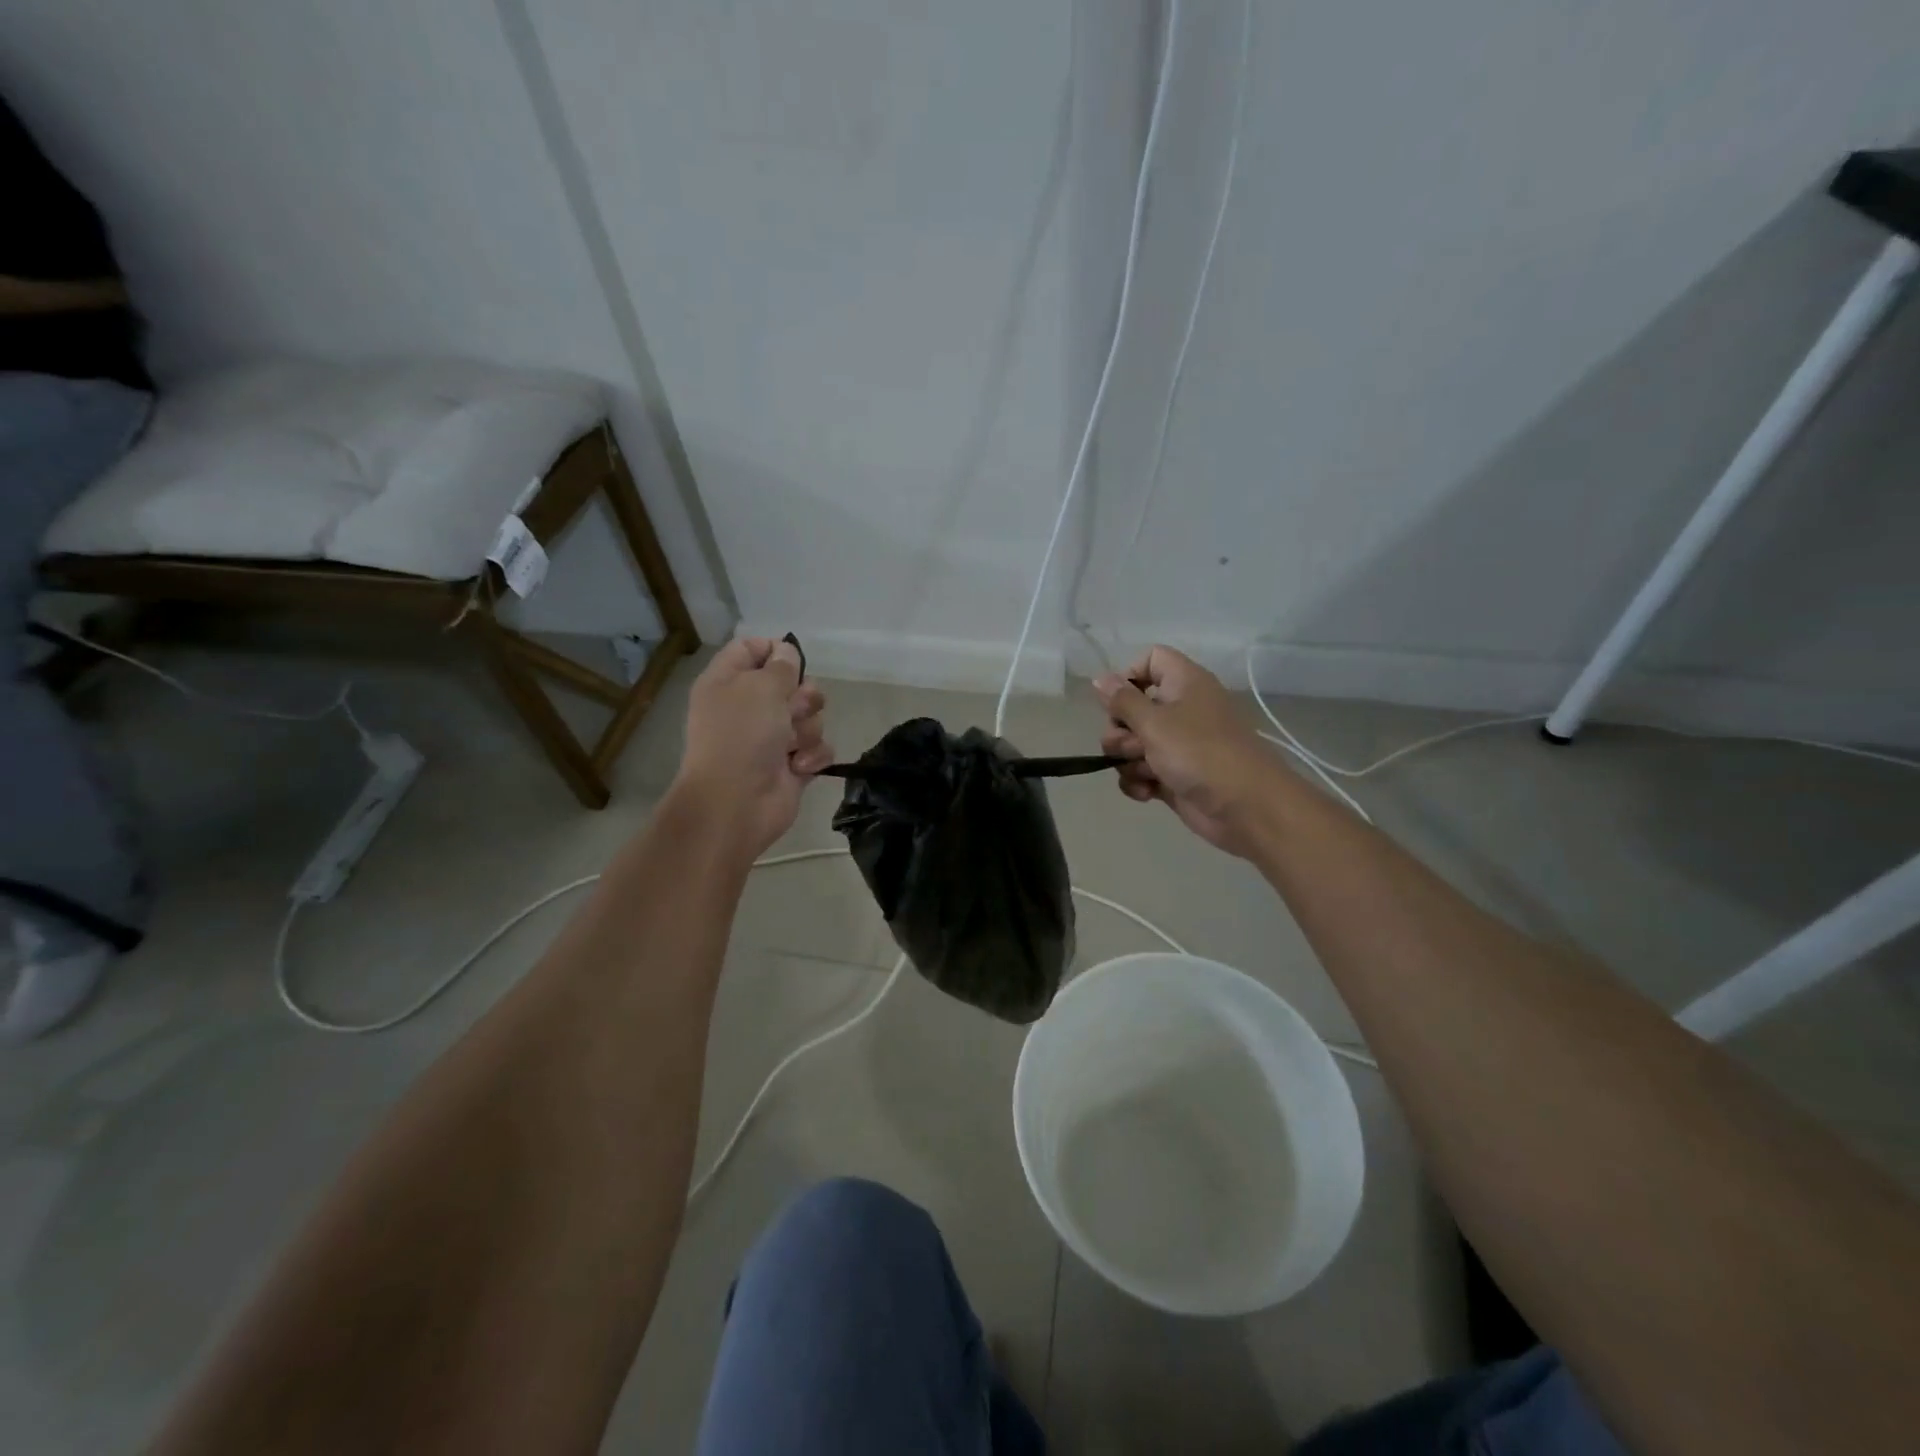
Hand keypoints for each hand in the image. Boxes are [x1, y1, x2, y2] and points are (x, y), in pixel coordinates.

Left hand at [672, 637, 832, 859]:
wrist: (736, 804)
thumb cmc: (742, 737)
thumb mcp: (760, 687)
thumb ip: (781, 666)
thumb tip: (787, 653)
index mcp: (728, 682)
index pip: (752, 649)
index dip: (775, 650)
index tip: (793, 660)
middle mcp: (748, 707)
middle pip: (790, 684)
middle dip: (803, 695)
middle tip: (796, 708)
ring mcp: (771, 738)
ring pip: (809, 717)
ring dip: (808, 728)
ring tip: (793, 745)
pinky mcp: (792, 765)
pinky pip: (817, 747)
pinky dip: (812, 756)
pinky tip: (799, 767)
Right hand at [1093, 647, 1278, 857]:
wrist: (1245, 807)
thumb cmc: (1200, 753)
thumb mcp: (1154, 722)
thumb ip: (1122, 701)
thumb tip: (1099, 679)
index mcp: (1184, 683)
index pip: (1151, 660)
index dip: (1129, 676)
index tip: (1118, 702)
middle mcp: (1181, 709)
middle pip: (1132, 708)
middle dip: (1120, 730)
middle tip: (1130, 746)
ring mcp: (1177, 745)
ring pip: (1133, 744)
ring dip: (1127, 760)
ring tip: (1145, 773)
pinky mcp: (1174, 776)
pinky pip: (1141, 772)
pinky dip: (1139, 782)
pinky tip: (1146, 792)